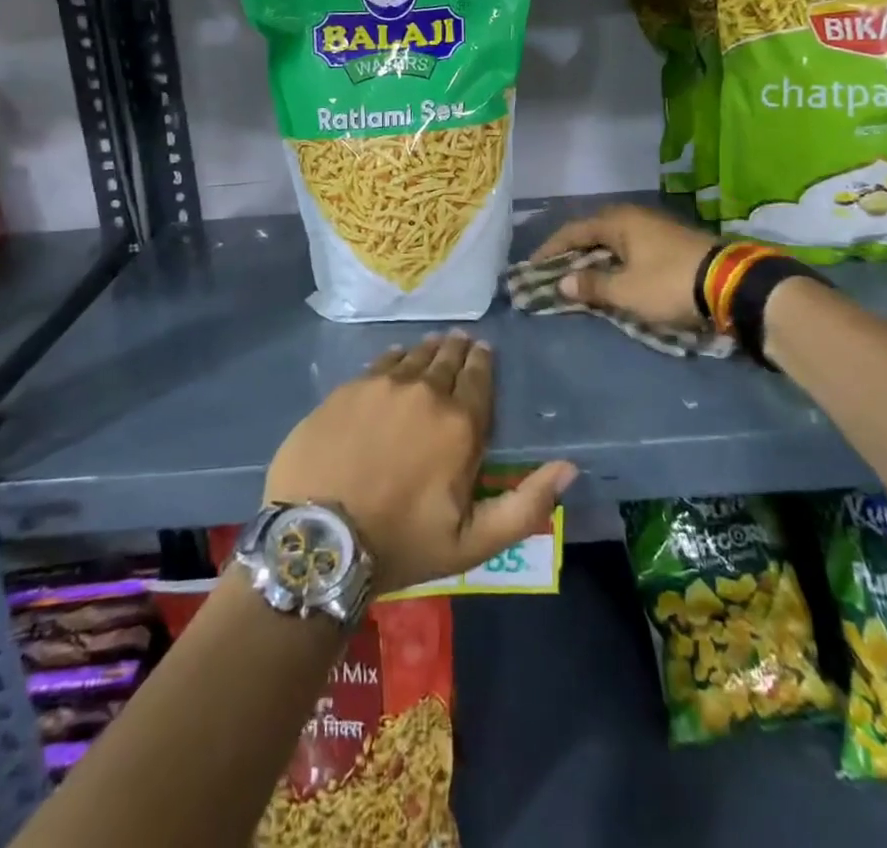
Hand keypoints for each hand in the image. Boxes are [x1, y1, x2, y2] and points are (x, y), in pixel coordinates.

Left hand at [264, 332, 576, 595]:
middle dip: (458, 350)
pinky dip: (394, 357)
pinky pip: (379, 362)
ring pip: (413, 356)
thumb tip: (569, 467)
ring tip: (435, 345)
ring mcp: (382, 386)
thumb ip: (526, 505)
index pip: (478, 379)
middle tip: (462, 341)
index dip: (483, 362)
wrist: (317, 540)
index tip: (484, 350)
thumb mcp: (473, 543)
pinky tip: (396, 356)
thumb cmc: (401, 544)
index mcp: (459, 425)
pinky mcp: (347, 389)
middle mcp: (424, 392)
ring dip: (428, 350)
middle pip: (446, 360)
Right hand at [531, 204, 717, 327]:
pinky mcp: (673, 243)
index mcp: (618, 221)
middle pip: (594, 233)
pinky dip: (617, 262)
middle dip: (572, 253)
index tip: (532, 266)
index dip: (550, 249)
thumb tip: (562, 283)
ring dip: (596, 259)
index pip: (573, 231)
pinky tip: (615, 277)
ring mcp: (657, 228)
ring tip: (581, 277)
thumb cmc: (669, 283)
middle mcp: (635, 217)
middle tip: (554, 272)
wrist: (732, 284)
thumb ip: (591, 286)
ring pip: (615, 241)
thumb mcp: (625, 290)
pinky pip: (632, 249)